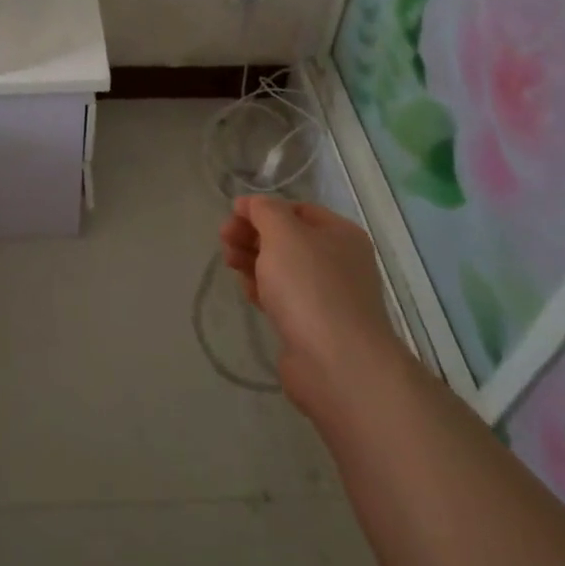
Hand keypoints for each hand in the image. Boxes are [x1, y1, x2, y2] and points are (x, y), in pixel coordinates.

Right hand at [219, 195, 405, 420]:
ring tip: (229, 263)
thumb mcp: (284, 234)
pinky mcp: (312, 324)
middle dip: (252, 235)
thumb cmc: (310, 287)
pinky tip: (247, 291)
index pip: (297, 210)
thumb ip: (264, 211)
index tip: (231, 216)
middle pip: (288, 239)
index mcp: (340, 234)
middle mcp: (338, 261)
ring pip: (282, 269)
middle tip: (224, 240)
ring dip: (253, 260)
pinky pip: (283, 297)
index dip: (262, 209)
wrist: (336, 362)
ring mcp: (327, 295)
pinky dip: (262, 289)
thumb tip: (251, 203)